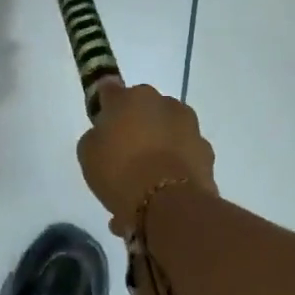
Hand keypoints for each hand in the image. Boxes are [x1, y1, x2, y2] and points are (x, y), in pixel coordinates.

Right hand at [76, 81, 217, 234]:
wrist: (169, 204)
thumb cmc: (120, 171)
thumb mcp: (88, 154)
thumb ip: (96, 135)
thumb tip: (106, 133)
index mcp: (129, 97)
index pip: (110, 90)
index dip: (104, 105)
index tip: (101, 121)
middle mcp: (162, 102)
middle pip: (143, 109)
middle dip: (135, 124)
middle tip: (124, 153)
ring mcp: (189, 125)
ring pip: (167, 129)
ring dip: (158, 143)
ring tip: (146, 176)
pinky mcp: (206, 150)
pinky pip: (183, 152)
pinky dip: (175, 163)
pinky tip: (164, 188)